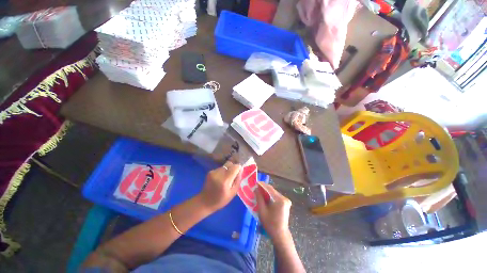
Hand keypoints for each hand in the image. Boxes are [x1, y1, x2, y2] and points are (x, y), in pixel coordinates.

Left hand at [199, 161, 241, 210]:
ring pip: (225, 166)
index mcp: (225, 180)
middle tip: (233, 176)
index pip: (235, 167)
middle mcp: (219, 173)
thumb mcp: (233, 193)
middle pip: (230, 164)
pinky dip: (222, 172)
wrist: (204, 202)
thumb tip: (241, 169)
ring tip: (226, 179)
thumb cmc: (221, 200)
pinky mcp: (210, 171)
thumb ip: (238, 180)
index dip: (238, 168)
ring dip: (228, 170)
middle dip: (233, 168)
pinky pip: (220, 168)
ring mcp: (213, 171)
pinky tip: (220, 179)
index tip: (239, 173)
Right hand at [256, 183, 291, 240]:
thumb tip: (256, 189)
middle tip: (256, 187)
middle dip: (264, 189)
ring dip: (267, 192)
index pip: (269, 189)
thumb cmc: (270, 224)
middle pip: (272, 190)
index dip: (262, 185)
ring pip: (274, 193)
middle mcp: (284, 198)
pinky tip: (265, 197)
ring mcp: (286, 201)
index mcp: (280, 200)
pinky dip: (270, 196)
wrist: (280, 234)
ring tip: (259, 191)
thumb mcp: (262, 210)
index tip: (256, 182)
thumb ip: (259, 198)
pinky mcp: (286, 203)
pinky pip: (276, 197)